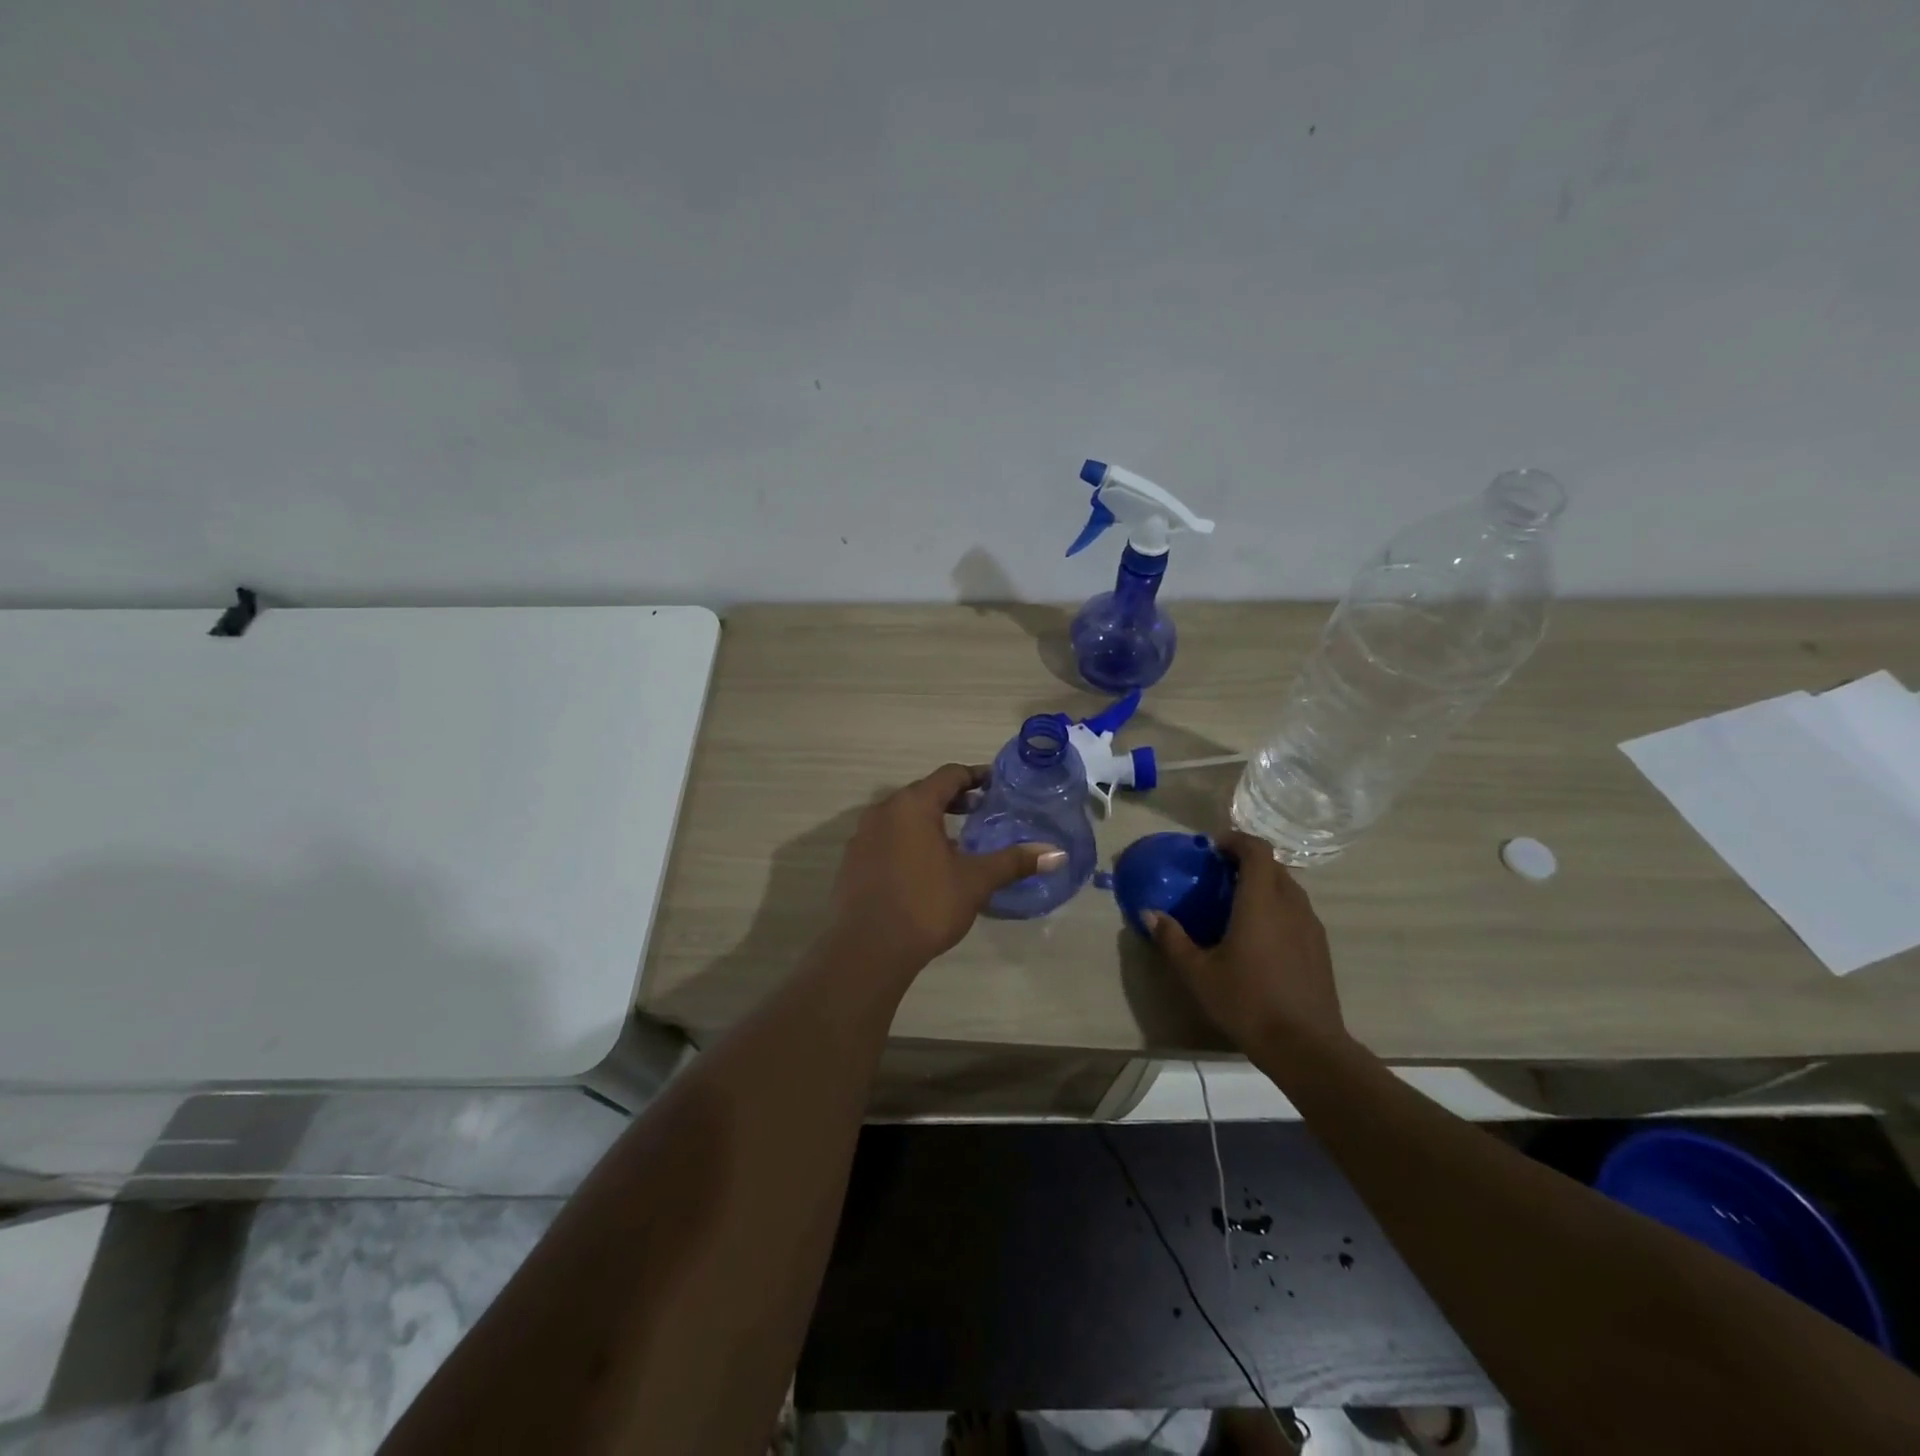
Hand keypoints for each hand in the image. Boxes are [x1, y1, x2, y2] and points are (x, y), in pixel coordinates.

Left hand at [827, 764, 1061, 972]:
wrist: (867, 949)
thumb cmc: (925, 905)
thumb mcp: (975, 881)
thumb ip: (1013, 861)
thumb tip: (1057, 853)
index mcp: (913, 804)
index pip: (949, 775)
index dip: (976, 777)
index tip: (996, 786)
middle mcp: (883, 810)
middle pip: (923, 792)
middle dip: (953, 799)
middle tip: (982, 811)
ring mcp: (862, 835)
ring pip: (902, 816)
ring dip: (929, 820)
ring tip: (956, 841)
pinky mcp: (852, 860)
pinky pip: (886, 837)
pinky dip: (907, 840)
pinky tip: (923, 867)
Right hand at [1148, 831, 1345, 1052]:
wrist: (1305, 1046)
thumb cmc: (1247, 1001)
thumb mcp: (1198, 973)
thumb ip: (1172, 939)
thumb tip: (1150, 913)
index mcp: (1261, 902)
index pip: (1257, 850)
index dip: (1236, 840)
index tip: (1213, 847)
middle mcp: (1290, 905)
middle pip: (1273, 866)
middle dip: (1247, 861)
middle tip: (1219, 874)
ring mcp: (1310, 926)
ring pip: (1288, 888)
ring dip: (1264, 883)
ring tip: (1238, 902)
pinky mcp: (1320, 947)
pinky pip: (1298, 910)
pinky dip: (1278, 906)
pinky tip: (1260, 934)